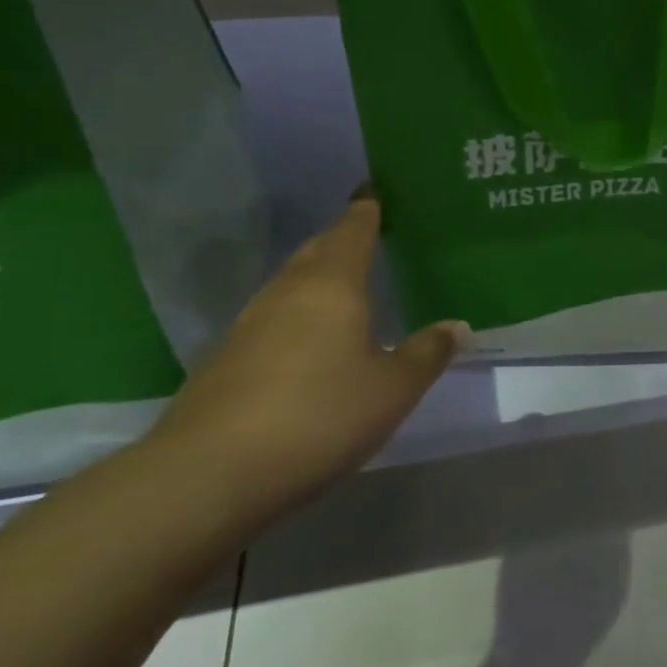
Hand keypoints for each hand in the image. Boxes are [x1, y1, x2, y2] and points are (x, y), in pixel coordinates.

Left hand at [150, 195, 463, 519]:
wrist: (208, 475)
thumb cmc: (318, 416)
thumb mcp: (391, 390)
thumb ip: (426, 354)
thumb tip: (457, 326)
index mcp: (332, 284)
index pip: (353, 229)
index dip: (367, 209)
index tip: (377, 192)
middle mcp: (287, 291)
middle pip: (318, 250)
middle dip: (343, 238)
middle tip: (370, 235)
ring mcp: (249, 323)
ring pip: (291, 283)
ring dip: (318, 276)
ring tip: (346, 285)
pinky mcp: (225, 358)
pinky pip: (273, 317)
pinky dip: (297, 313)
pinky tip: (309, 340)